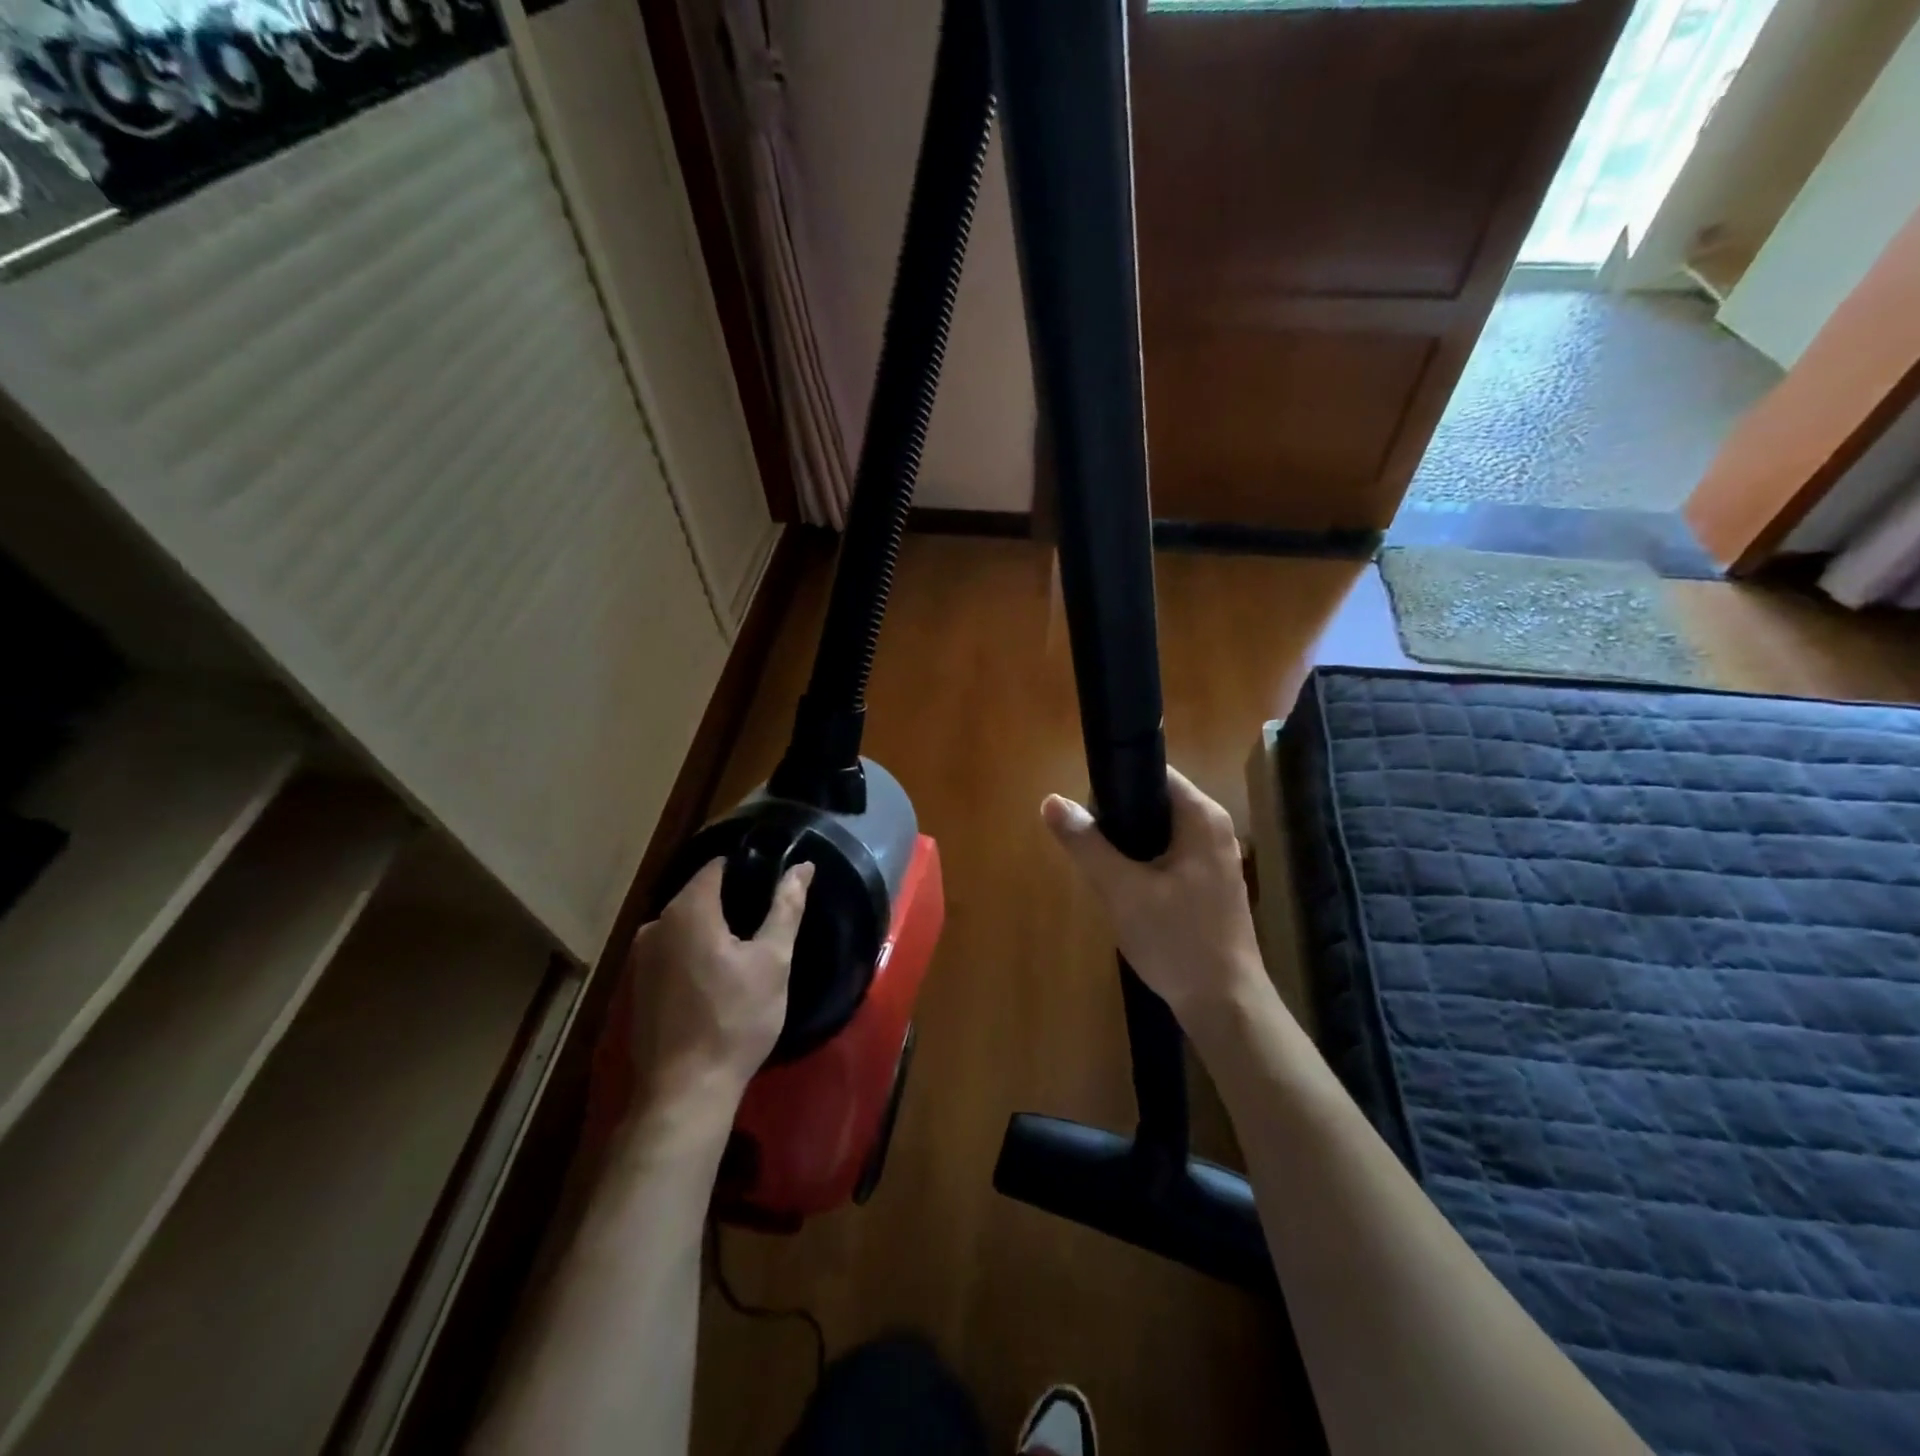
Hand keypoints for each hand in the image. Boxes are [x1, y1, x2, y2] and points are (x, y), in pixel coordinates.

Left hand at [627, 858, 813, 1110]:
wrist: (685, 1091)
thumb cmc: (735, 1019)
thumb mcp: (773, 961)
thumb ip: (786, 907)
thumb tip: (803, 866)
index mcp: (688, 909)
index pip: (717, 866)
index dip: (748, 867)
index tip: (773, 883)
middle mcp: (655, 924)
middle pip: (699, 895)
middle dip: (731, 900)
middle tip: (766, 921)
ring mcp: (639, 958)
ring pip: (684, 925)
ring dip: (712, 929)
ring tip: (746, 949)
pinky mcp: (635, 986)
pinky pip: (671, 951)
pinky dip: (693, 953)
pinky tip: (716, 978)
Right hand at [1042, 767, 1266, 1031]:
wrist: (1224, 1005)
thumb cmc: (1176, 940)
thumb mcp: (1122, 890)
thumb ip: (1087, 844)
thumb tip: (1051, 801)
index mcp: (1202, 817)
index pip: (1154, 773)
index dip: (1115, 782)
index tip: (1085, 808)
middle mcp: (1215, 829)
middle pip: (1156, 802)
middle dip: (1118, 818)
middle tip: (1088, 842)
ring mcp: (1216, 858)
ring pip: (1161, 832)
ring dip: (1129, 844)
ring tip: (1100, 865)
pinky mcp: (1212, 884)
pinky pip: (1171, 856)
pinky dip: (1145, 863)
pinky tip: (1125, 888)